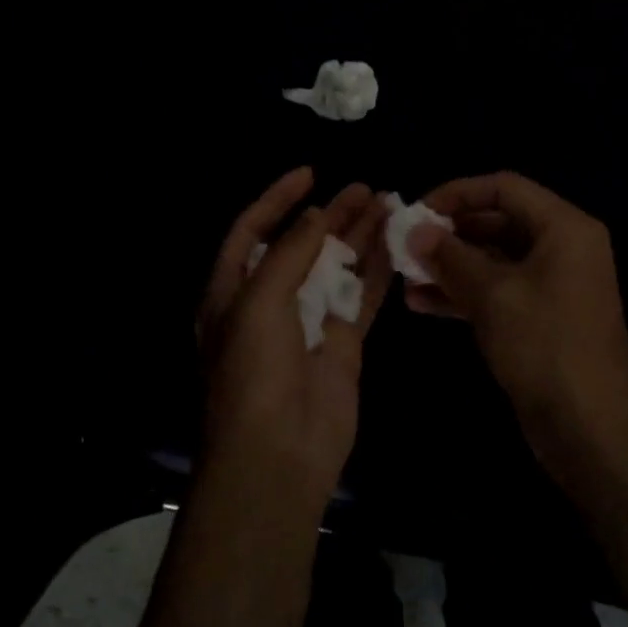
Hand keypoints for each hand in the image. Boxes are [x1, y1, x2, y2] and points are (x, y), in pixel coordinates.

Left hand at [195, 168, 390, 508]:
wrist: (279, 452)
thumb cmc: (252, 371)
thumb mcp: (258, 302)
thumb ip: (289, 253)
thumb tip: (316, 215)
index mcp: (232, 291)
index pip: (253, 231)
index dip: (277, 200)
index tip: (310, 174)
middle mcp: (269, 301)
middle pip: (301, 245)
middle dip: (329, 215)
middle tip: (364, 188)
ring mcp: (308, 322)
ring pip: (336, 267)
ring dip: (358, 236)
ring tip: (386, 203)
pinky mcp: (342, 343)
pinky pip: (362, 297)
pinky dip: (377, 270)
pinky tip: (395, 243)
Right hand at [404, 172, 627, 486]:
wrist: (591, 430)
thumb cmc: (545, 346)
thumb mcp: (493, 295)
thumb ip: (450, 256)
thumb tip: (414, 230)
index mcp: (564, 228)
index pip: (503, 187)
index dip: (456, 193)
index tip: (416, 212)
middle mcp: (561, 248)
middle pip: (497, 222)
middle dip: (449, 233)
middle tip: (405, 246)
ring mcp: (551, 285)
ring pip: (492, 259)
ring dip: (449, 265)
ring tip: (405, 277)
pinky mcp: (538, 318)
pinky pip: (496, 291)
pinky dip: (462, 293)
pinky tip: (421, 303)